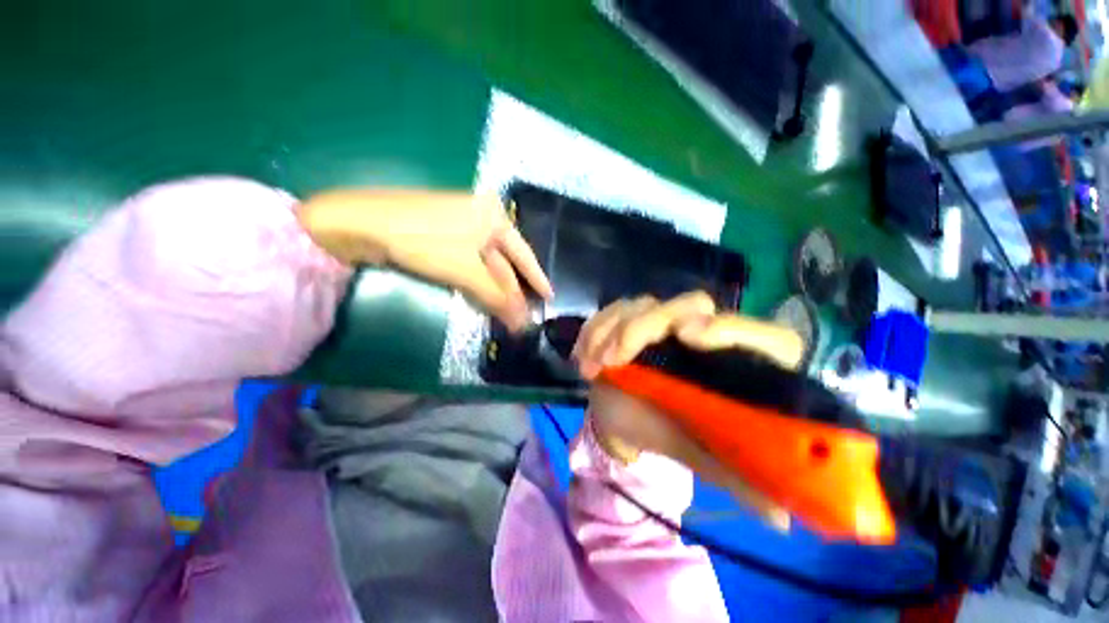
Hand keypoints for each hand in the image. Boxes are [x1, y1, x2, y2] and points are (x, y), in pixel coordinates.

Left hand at [298, 189, 551, 330]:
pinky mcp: (444, 234)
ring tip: (507, 311)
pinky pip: (470, 260)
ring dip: (495, 288)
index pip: (523, 253)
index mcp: (494, 216)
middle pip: (504, 259)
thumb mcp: (466, 270)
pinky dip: (478, 280)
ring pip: (486, 262)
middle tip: (523, 314)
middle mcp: (482, 216)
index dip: (536, 277)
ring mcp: (462, 224)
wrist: (362, 224)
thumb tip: (523, 324)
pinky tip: (484, 296)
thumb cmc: (425, 241)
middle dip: (512, 288)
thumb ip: (497, 296)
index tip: (549, 296)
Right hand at [572, 291, 803, 528]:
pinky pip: (612, 309)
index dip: (734, 330)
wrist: (622, 417)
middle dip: (645, 327)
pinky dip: (593, 329)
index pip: (765, 337)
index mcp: (737, 363)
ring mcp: (663, 319)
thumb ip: (738, 476)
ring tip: (591, 367)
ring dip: (610, 331)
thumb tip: (781, 518)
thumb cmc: (664, 432)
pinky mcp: (631, 316)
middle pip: (692, 304)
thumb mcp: (700, 455)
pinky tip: (582, 357)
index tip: (689, 337)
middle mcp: (703, 331)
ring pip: (644, 304)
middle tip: (614, 360)